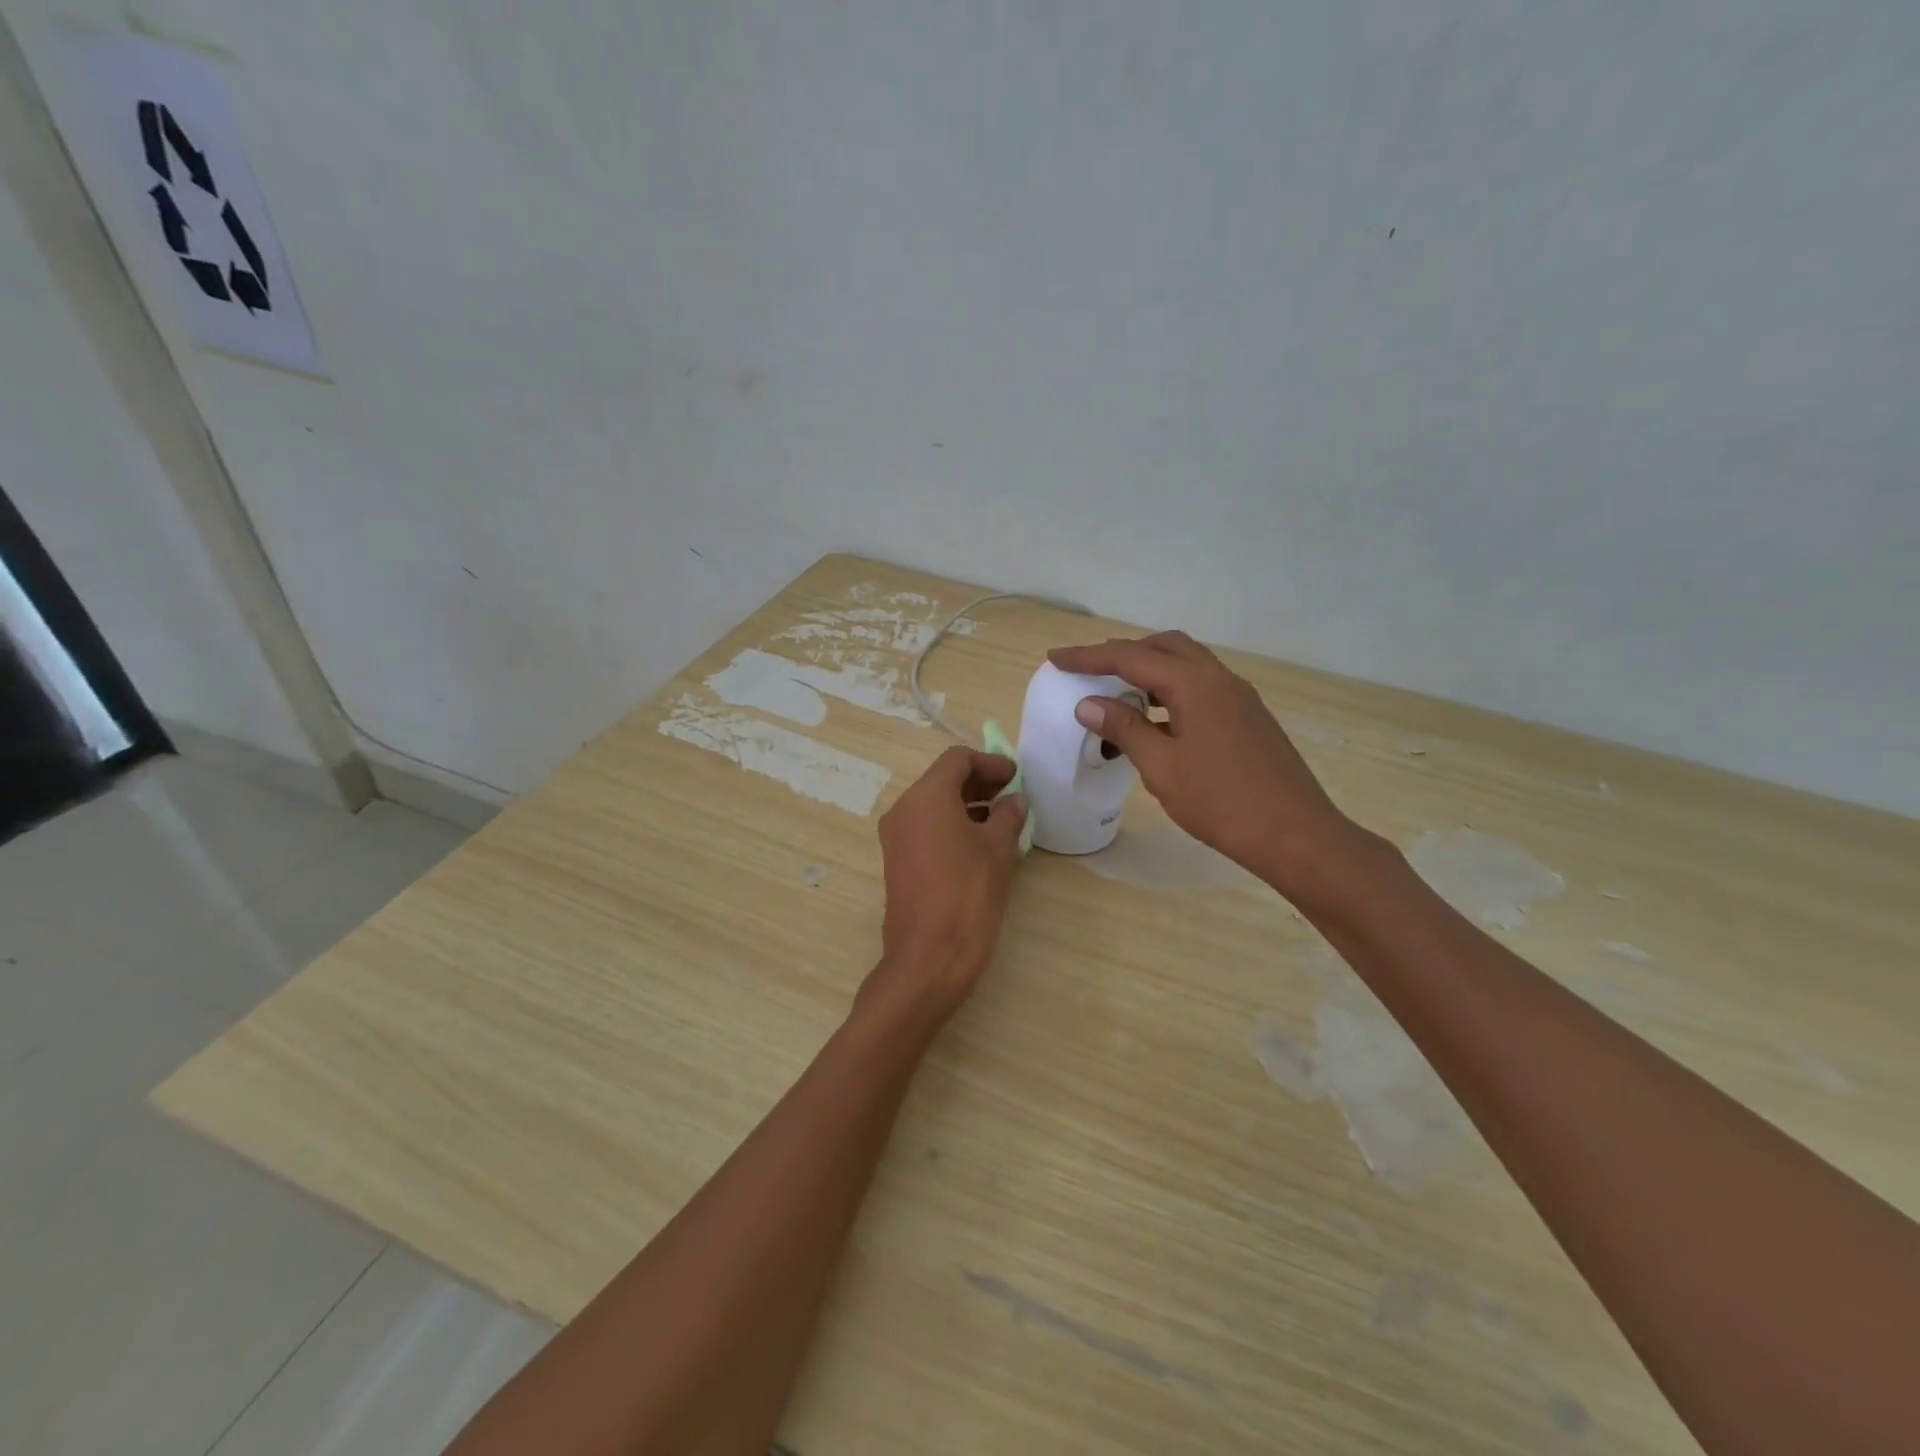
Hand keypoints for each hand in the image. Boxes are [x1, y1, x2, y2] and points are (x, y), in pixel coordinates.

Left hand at [862, 746, 1026, 1025]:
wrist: (929, 957)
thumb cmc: (968, 895)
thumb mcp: (997, 850)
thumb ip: (1008, 816)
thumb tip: (1014, 801)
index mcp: (926, 797)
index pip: (957, 760)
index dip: (990, 762)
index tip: (1016, 776)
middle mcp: (904, 809)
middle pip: (943, 780)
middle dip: (979, 782)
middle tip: (1012, 795)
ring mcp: (896, 837)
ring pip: (933, 805)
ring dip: (967, 804)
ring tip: (1002, 820)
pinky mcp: (897, 861)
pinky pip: (925, 828)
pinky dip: (951, 824)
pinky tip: (980, 843)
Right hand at [1048, 632, 1358, 894]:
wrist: (1295, 834)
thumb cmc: (1221, 802)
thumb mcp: (1162, 766)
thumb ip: (1124, 729)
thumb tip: (1089, 704)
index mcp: (1195, 684)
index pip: (1131, 656)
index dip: (1089, 656)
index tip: (1056, 657)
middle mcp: (1220, 679)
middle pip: (1165, 647)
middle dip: (1124, 652)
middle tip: (1090, 670)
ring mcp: (1239, 697)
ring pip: (1187, 665)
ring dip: (1150, 670)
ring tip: (1119, 693)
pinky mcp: (1248, 717)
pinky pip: (1202, 687)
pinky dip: (1171, 690)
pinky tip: (1157, 721)